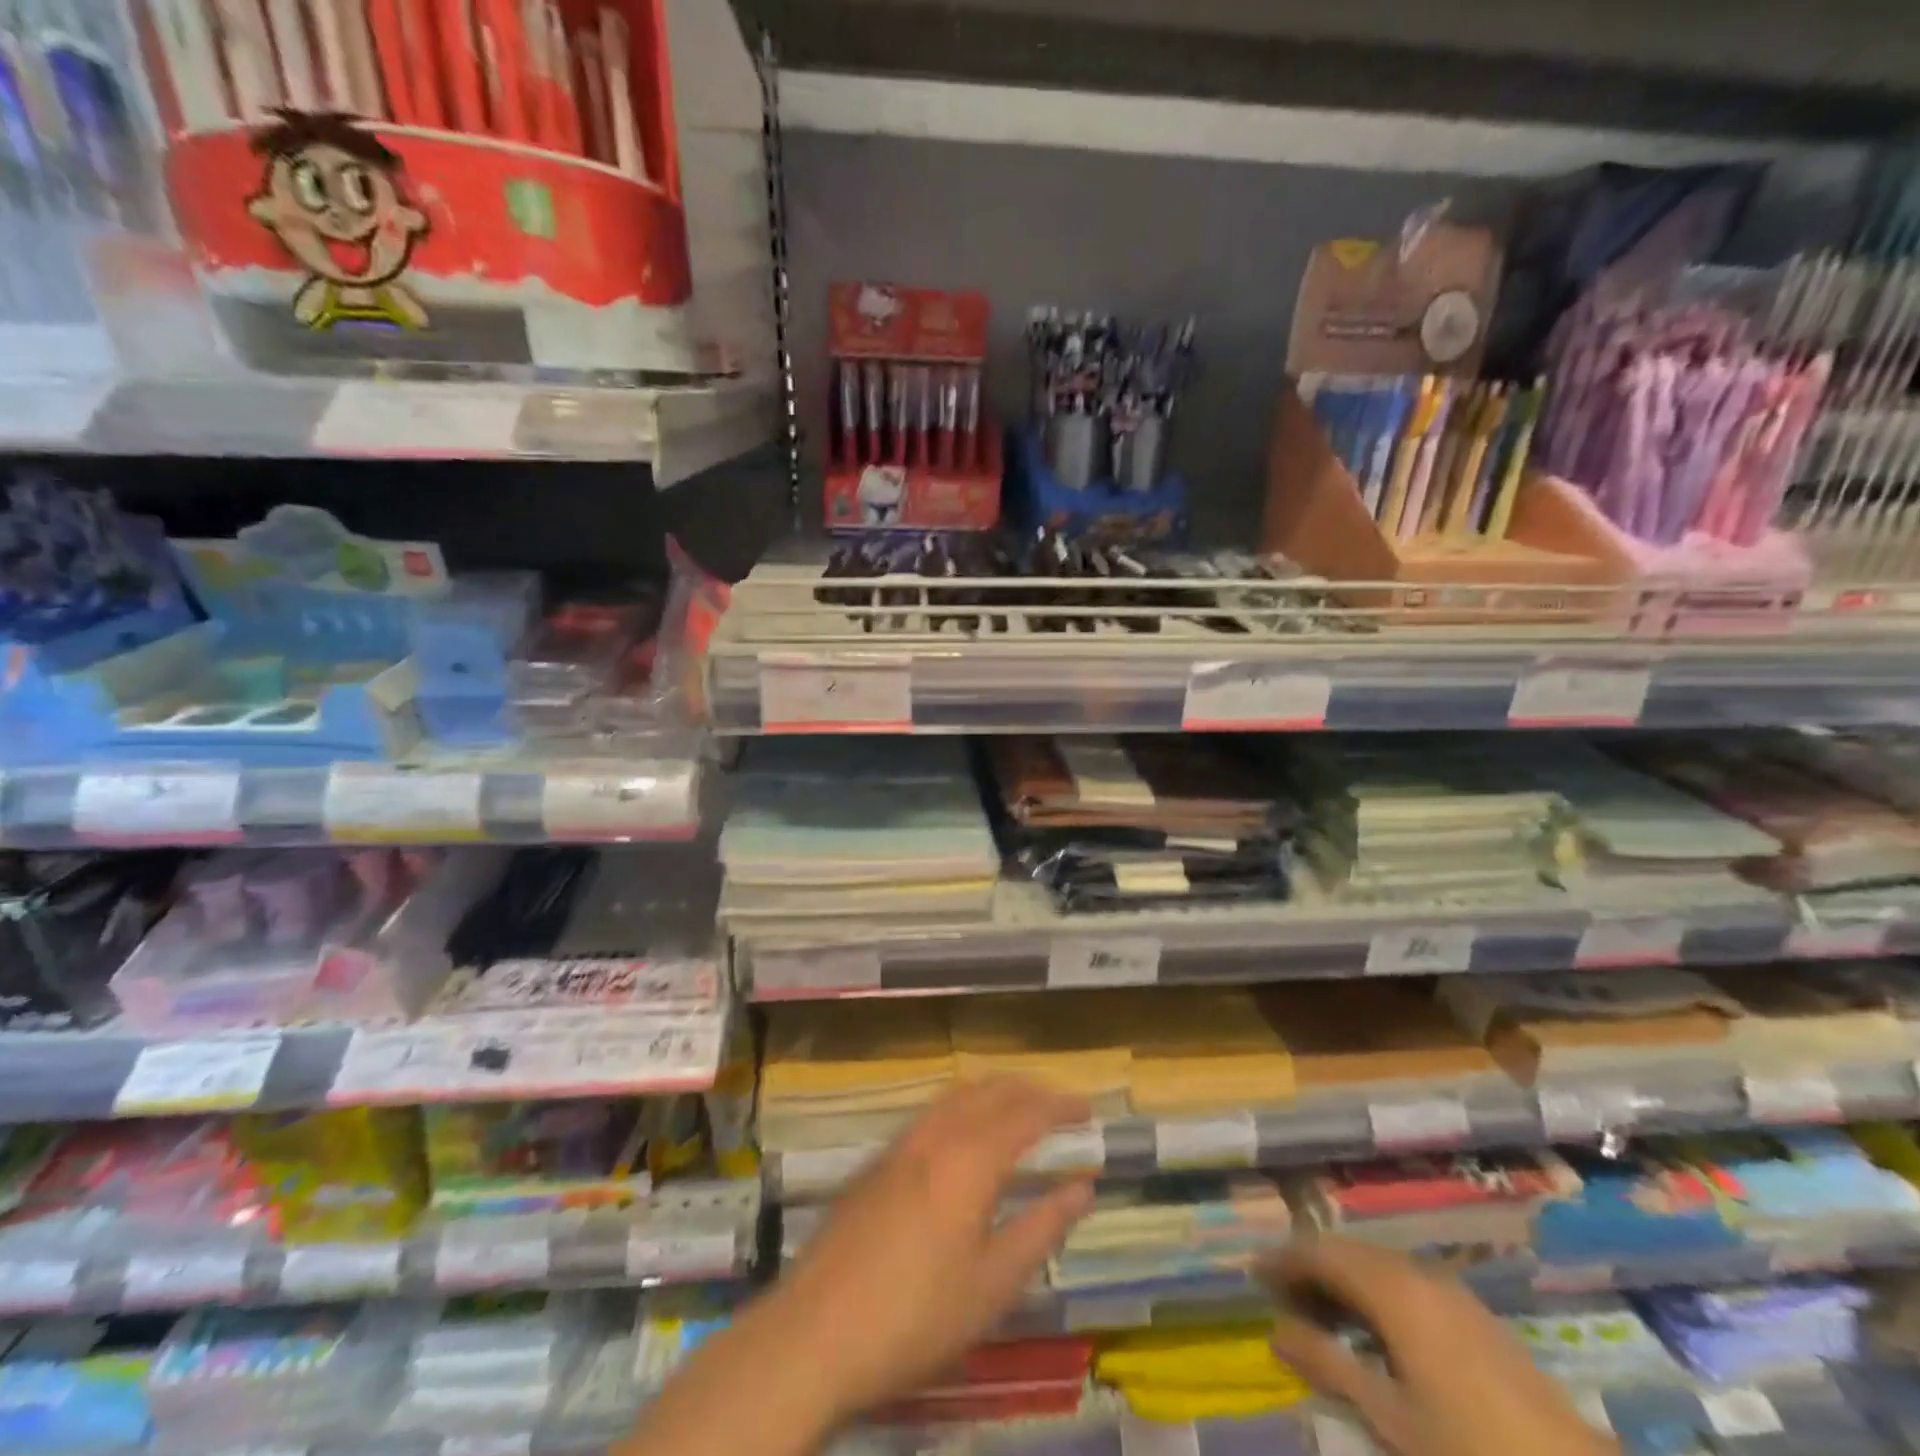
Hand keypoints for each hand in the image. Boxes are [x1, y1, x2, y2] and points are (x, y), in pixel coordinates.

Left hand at [760, 1076, 1095, 1425]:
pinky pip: (932, 1112)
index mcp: (969, 1159)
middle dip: (1028, 1089)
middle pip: (989, 1090)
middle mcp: (935, 1134)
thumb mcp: (993, 1284)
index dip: (1060, 1106)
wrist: (815, 1333)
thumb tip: (1083, 1186)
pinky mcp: (877, 1161)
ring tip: (1018, 1110)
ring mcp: (900, 1143)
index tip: (1088, 1109)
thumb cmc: (916, 1316)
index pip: (1026, 1113)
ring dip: (993, 1092)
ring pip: (956, 1095)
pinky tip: (964, 1135)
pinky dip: (962, 1106)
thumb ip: (1042, 1227)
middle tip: (1059, 1104)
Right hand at [1264, 1238, 1618, 1455]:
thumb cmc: (1471, 1451)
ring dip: (1343, 1278)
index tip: (1254, 1275)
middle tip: (1281, 1294)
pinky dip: (1375, 1291)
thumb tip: (1275, 1331)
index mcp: (1392, 1289)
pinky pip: (1406, 1281)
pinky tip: (1373, 1327)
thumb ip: (1329, 1365)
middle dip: (1311, 1266)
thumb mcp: (1391, 1417)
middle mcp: (1417, 1274)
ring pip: (1378, 1264)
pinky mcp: (1474, 1314)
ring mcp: (1451, 1291)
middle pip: (1349, 1252)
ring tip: (1320, 1311)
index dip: (1284, 1261)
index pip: (1321, 1254)